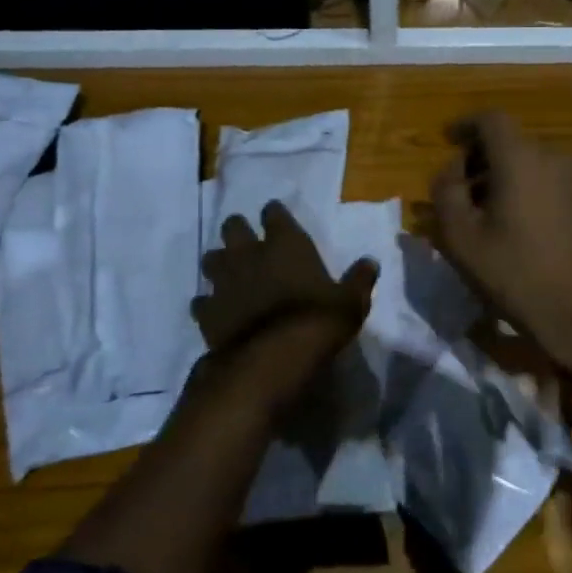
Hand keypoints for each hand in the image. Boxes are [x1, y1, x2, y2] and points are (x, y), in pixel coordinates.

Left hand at [193, 201, 377, 386]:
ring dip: (219, 263)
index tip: (276, 217)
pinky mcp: (207, 311)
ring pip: (211, 259)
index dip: (275, 214)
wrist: (272, 358)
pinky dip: (208, 303)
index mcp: (286, 244)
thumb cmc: (318, 320)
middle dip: (238, 231)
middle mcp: (250, 254)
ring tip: (229, 274)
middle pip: (233, 227)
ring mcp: (224, 282)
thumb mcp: (351, 302)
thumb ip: (359, 280)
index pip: (274, 214)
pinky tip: (216, 311)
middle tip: (247, 242)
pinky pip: (201, 300)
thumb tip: (370, 262)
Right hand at [431, 111, 571, 380]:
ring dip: (497, 176)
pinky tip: (503, 222)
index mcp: (520, 158)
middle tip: (454, 187)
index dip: (464, 125)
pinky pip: (540, 180)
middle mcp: (550, 158)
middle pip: (507, 141)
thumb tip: (449, 172)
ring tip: (474, 210)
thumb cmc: (514, 271)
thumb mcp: (461, 236)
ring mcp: (570, 180)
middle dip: (477, 157)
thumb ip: (446, 193)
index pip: (490, 119)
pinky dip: (518, 188)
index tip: (446, 139)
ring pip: (525, 162)